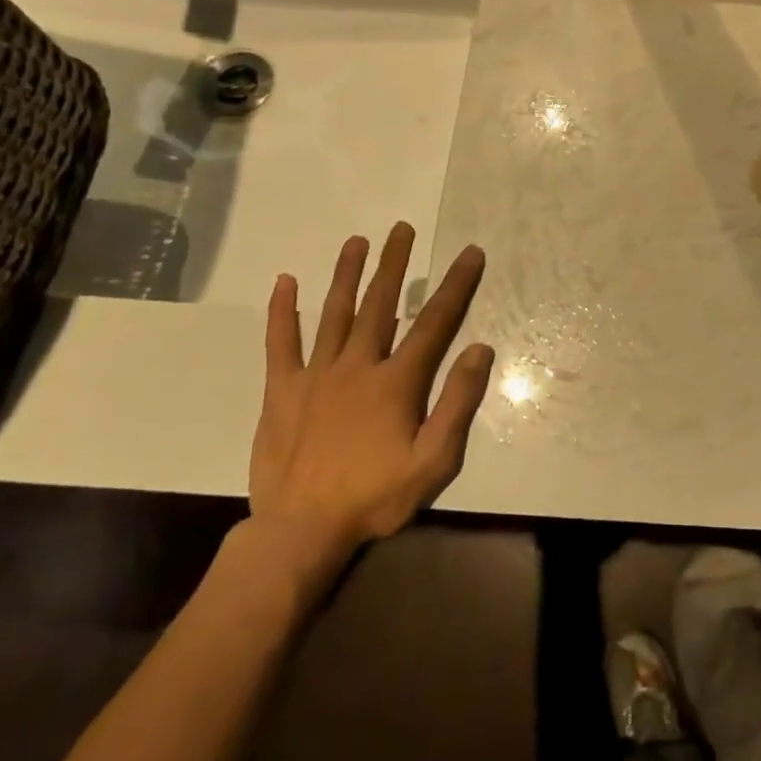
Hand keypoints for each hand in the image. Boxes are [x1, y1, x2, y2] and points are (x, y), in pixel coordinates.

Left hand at [245, 223, 492, 598]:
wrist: (300, 531)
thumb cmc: (374, 497)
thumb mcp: (434, 460)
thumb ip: (457, 402)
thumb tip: (480, 349)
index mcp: (396, 381)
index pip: (434, 322)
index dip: (456, 285)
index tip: (470, 252)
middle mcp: (357, 366)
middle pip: (380, 304)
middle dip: (394, 263)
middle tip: (402, 228)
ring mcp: (316, 375)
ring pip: (334, 313)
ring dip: (347, 274)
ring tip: (357, 241)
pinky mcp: (282, 390)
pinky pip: (281, 343)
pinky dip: (282, 311)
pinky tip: (285, 282)